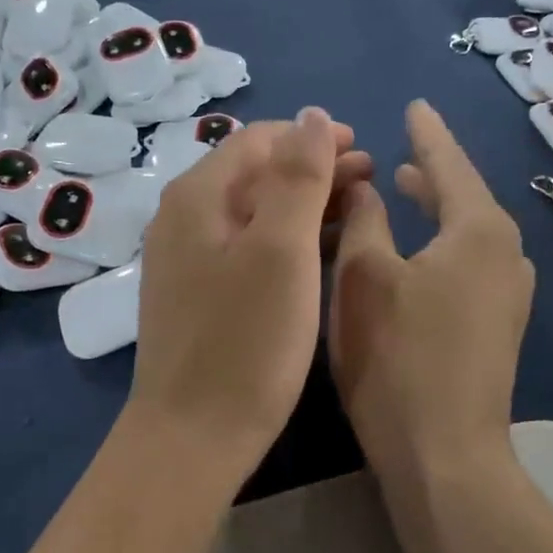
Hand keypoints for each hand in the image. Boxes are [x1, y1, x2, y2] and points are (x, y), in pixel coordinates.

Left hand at [129, 108, 370, 470]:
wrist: (192, 436)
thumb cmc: (245, 342)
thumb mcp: (281, 250)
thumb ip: (297, 177)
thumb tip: (311, 116)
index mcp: (198, 197)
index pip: (258, 140)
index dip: (312, 137)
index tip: (362, 149)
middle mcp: (182, 219)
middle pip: (254, 174)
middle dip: (313, 169)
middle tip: (370, 180)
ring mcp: (186, 260)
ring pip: (252, 212)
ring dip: (303, 204)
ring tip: (355, 212)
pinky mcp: (197, 296)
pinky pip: (245, 247)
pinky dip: (285, 239)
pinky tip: (317, 254)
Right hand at [329, 100, 532, 490]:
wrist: (445, 455)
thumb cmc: (398, 358)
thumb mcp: (364, 277)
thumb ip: (363, 220)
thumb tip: (369, 188)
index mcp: (479, 230)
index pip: (450, 163)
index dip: (428, 132)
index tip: (415, 104)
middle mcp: (507, 254)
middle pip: (465, 196)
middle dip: (432, 171)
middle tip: (402, 149)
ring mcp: (508, 295)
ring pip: (468, 233)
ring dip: (437, 210)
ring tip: (406, 190)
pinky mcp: (498, 328)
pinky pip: (470, 264)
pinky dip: (443, 245)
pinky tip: (419, 254)